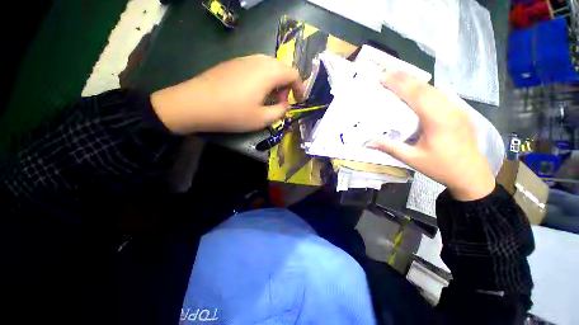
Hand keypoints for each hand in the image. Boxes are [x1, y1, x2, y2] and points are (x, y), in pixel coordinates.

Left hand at [150, 54, 304, 133]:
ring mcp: (244, 59)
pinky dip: (263, 78)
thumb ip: (280, 111)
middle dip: (287, 85)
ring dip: (275, 81)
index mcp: (269, 72)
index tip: (300, 100)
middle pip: (282, 67)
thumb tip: (285, 104)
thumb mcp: (262, 119)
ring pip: (269, 66)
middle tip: (283, 102)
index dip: (300, 87)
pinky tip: (255, 92)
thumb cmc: (233, 113)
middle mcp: (258, 60)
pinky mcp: (234, 63)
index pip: (293, 73)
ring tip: (270, 98)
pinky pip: (256, 67)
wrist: (195, 104)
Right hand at [366, 72, 494, 200]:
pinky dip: (427, 89)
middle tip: (388, 72)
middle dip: (406, 78)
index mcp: (437, 120)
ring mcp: (457, 109)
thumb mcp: (412, 159)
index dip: (399, 84)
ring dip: (416, 82)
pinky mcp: (460, 112)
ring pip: (435, 89)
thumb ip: (390, 147)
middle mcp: (448, 109)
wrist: (472, 174)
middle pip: (425, 88)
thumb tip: (369, 141)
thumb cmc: (441, 167)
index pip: (415, 95)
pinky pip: (442, 95)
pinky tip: (421, 89)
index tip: (384, 77)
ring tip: (400, 77)